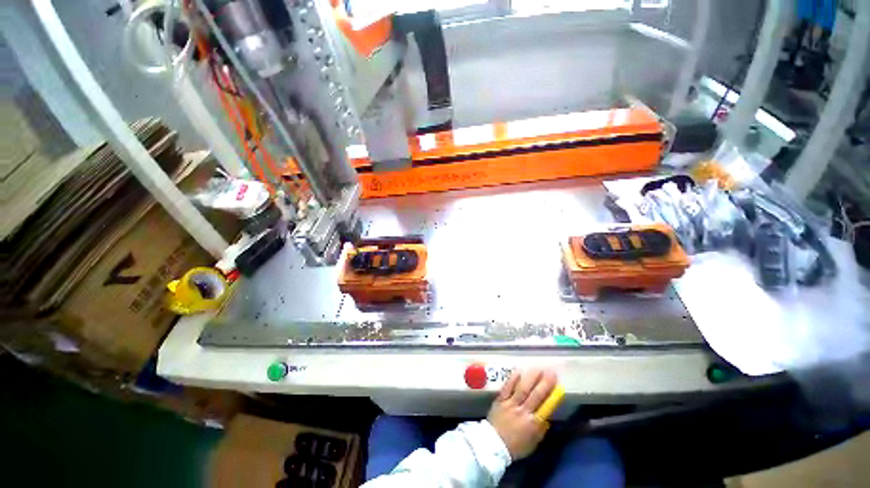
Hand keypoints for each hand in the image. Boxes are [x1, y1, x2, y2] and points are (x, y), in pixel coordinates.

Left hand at [486, 368, 557, 460]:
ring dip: (531, 378)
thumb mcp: (533, 443)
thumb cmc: (515, 446)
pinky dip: (513, 379)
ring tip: (538, 368)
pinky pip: (507, 387)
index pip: (545, 406)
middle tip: (551, 372)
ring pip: (522, 388)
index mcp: (533, 423)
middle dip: (545, 382)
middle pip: (536, 394)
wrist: (493, 445)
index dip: (552, 395)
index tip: (558, 385)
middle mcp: (523, 411)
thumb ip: (540, 429)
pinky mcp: (500, 400)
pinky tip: (518, 371)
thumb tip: (546, 417)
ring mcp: (511, 404)